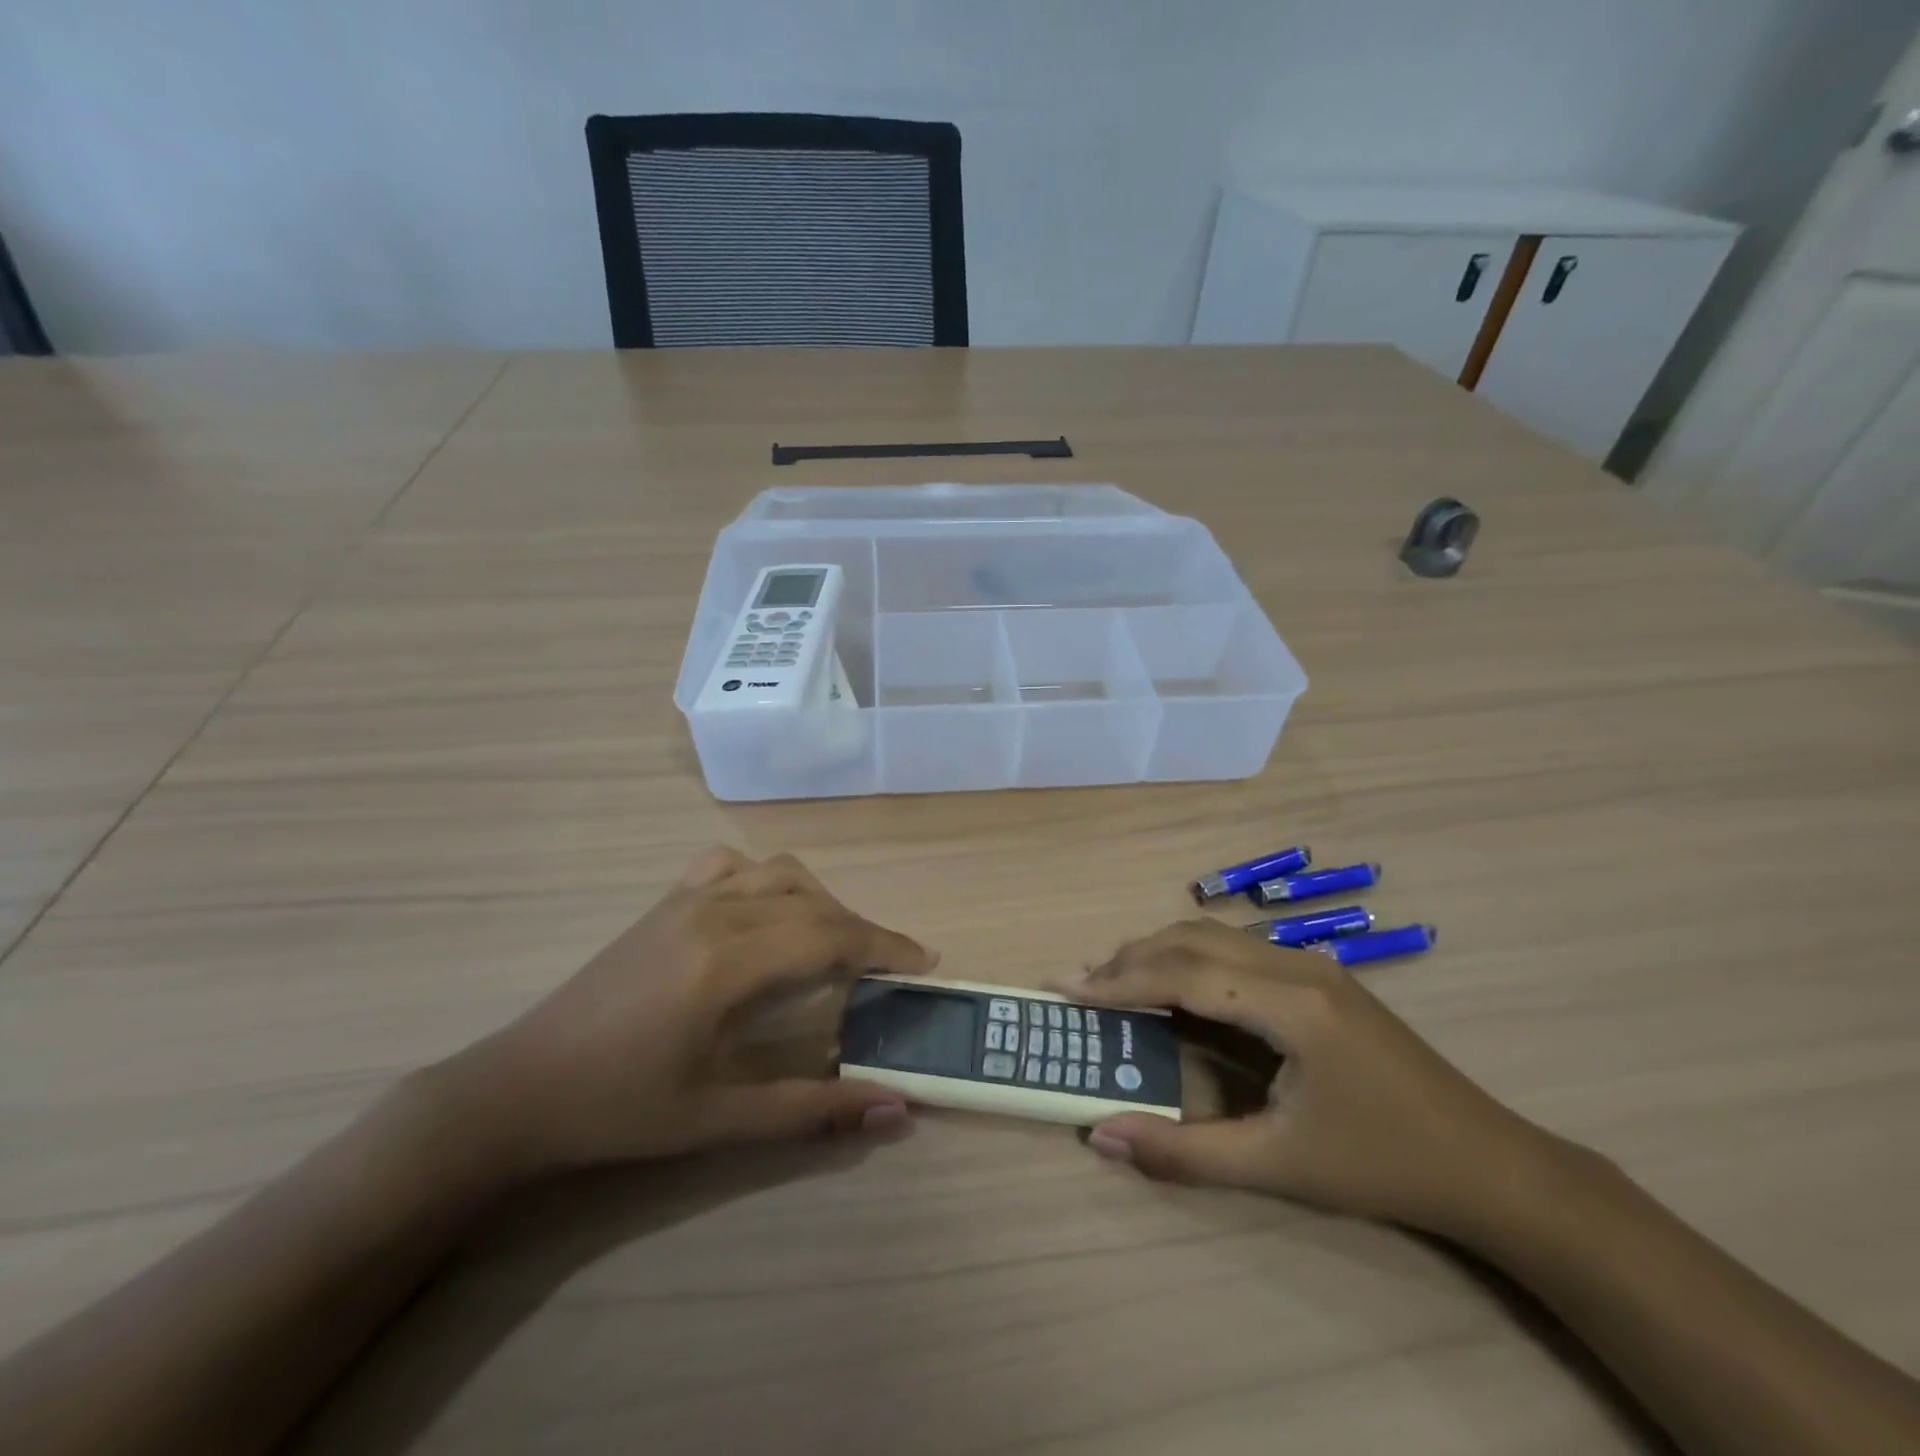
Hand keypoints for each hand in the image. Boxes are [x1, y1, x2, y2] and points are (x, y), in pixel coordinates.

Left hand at [445, 847, 933, 1176]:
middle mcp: (714, 914)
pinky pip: (732, 866)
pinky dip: (767, 880)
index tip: (924, 963)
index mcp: (728, 963)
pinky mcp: (665, 902)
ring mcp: (686, 900)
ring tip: (833, 944)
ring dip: (820, 901)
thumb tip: (894, 1110)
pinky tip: (767, 913)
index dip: (884, 946)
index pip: (830, 936)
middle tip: (889, 968)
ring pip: (779, 873)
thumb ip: (812, 1111)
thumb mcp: (719, 1119)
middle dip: (862, 930)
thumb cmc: (619, 1110)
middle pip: (814, 904)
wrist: (518, 1089)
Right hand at [1057, 920, 1547, 1237]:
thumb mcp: (1279, 1167)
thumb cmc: (1382, 1165)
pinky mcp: (1319, 976)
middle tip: (1078, 983)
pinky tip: (1172, 987)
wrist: (1490, 1165)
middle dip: (1129, 959)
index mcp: (1292, 1003)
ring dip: (1158, 952)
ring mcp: (1313, 964)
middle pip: (1193, 940)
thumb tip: (1100, 1135)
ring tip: (1112, 981)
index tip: (1067, 989)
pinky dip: (1190, 959)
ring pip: (1214, 936)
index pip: (1184, 974)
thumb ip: (1183, 1151)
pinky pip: (1236, 950)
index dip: (1120, 981)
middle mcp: (1298, 965)